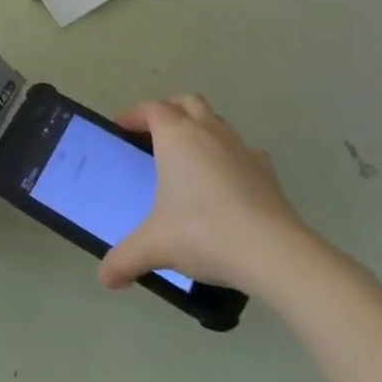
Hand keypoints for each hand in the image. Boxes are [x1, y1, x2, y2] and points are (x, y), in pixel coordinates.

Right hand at [97, 94, 328, 301]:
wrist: (275, 253)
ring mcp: (241, 147)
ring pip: (215, 121)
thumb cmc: (205, 233)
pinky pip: (242, 150)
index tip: (122, 129)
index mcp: (176, 136)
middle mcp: (208, 131)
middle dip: (169, 111)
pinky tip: (226, 182)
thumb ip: (126, 258)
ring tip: (188, 160)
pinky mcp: (266, 169)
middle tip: (154, 136)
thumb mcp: (156, 246)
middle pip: (186, 103)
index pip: (151, 109)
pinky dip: (228, 156)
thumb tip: (106, 279)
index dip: (134, 115)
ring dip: (199, 129)